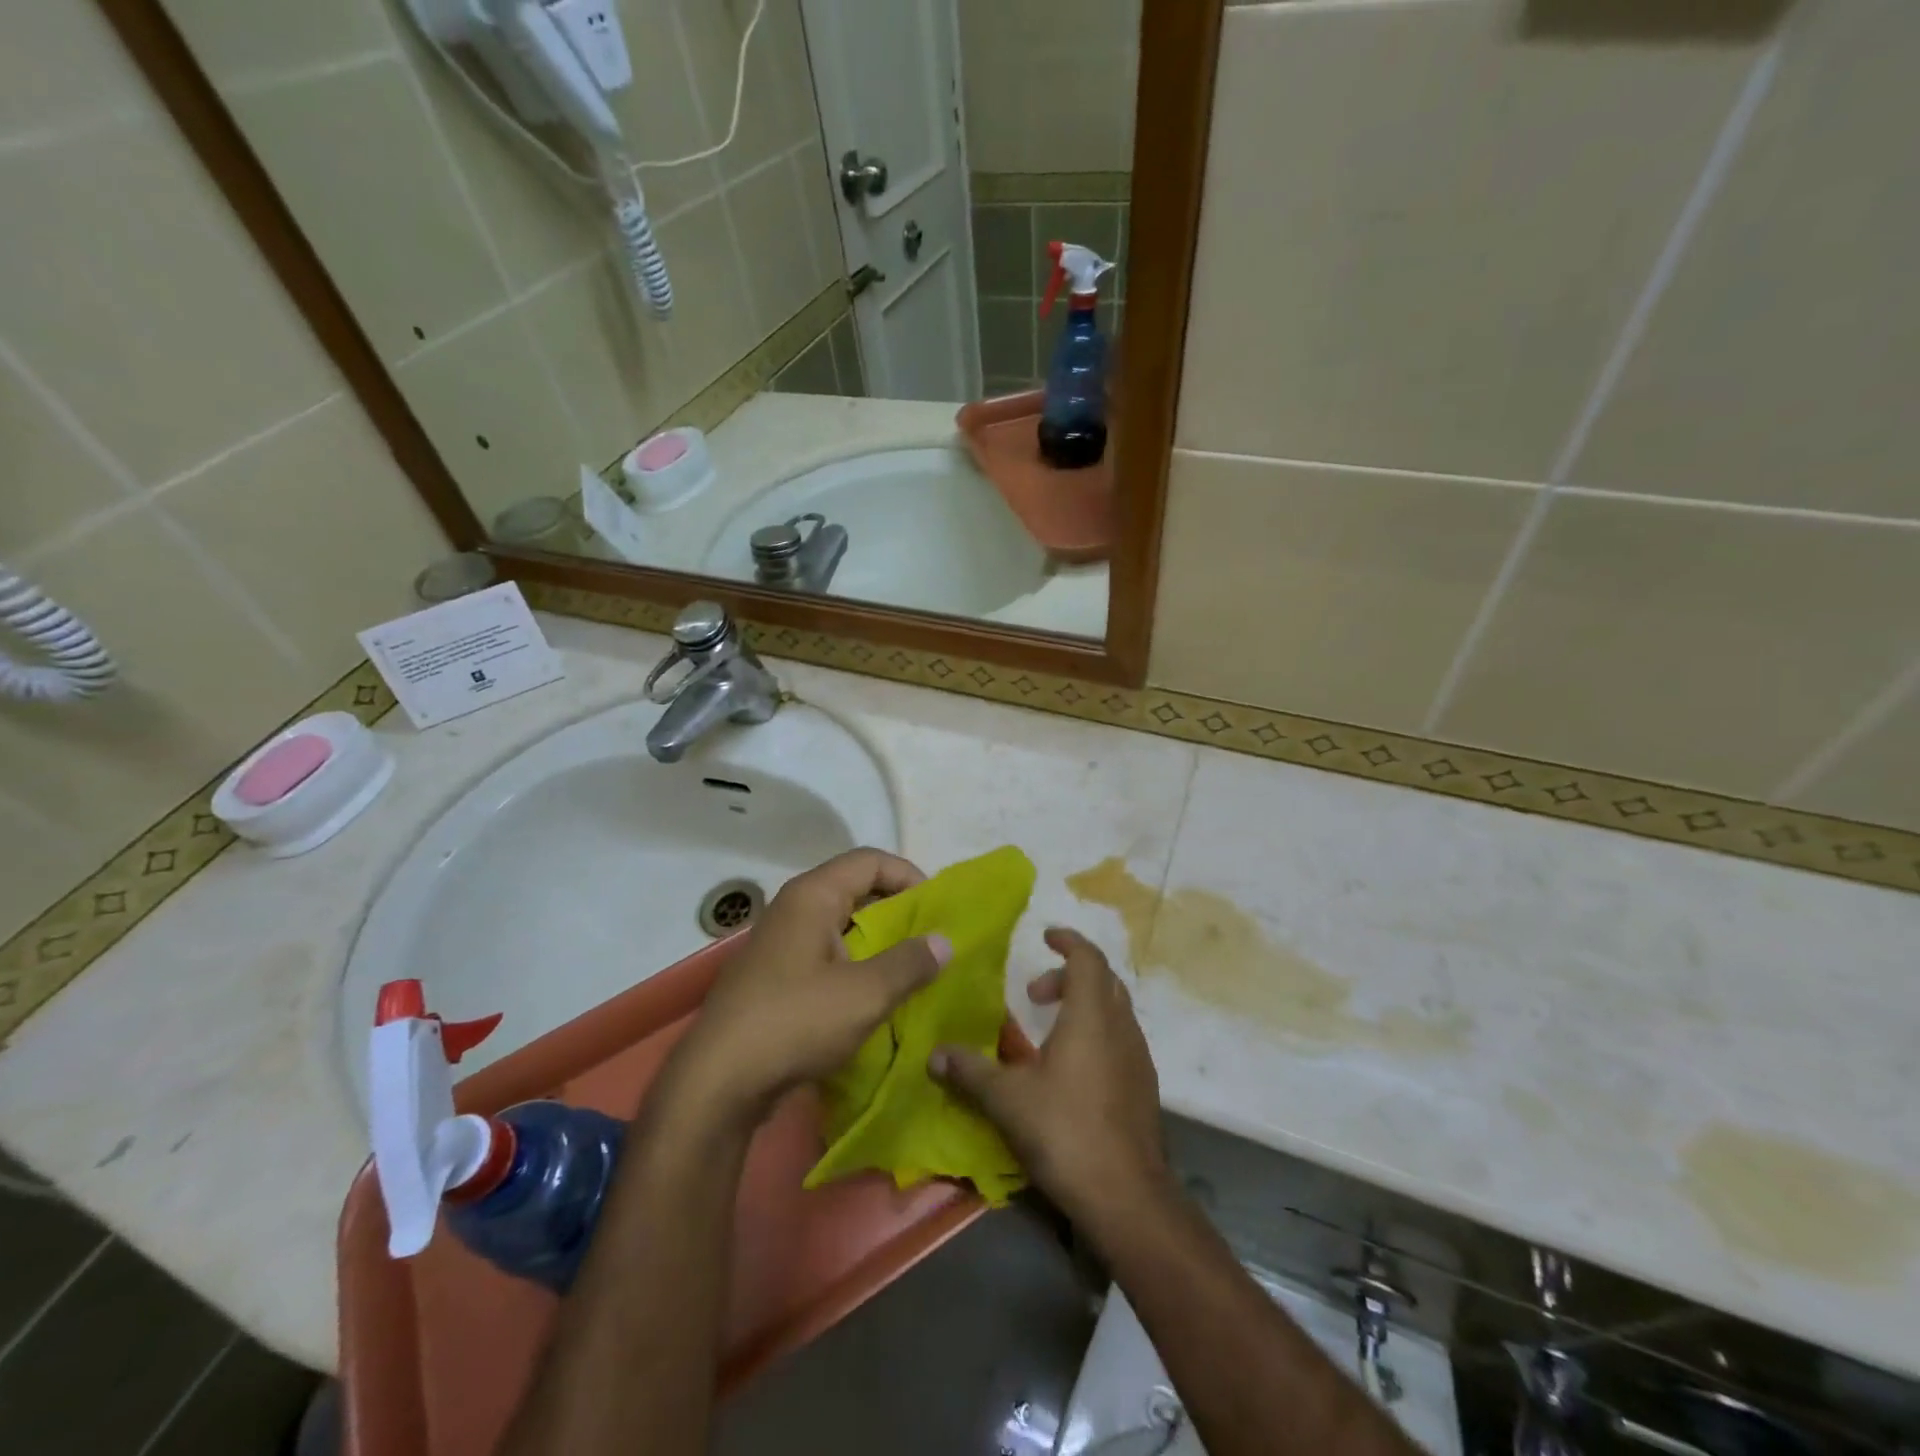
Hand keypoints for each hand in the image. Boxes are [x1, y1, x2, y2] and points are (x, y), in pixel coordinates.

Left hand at [666, 848, 950, 1125]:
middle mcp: (793, 908)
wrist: (717, 1083)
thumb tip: (943, 941)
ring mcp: (780, 943)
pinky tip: (874, 997)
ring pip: (841, 926)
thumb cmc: (794, 1022)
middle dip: (897, 910)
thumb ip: (909, 963)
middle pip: (855, 889)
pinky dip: (854, 965)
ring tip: (911, 969)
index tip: (938, 909)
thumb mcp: (865, 994)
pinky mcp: (774, 977)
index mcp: (812, 896)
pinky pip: (825, 955)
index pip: (871, 861)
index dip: (910, 876)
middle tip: (931, 939)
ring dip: (877, 942)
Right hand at [931, 927, 1164, 1223]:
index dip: (1068, 940)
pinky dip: (1096, 1033)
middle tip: (1035, 993)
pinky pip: (1120, 1039)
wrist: (1127, 1196)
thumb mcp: (1007, 1099)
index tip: (1046, 936)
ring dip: (1083, 1005)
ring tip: (1048, 1030)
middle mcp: (1121, 1028)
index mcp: (1091, 1016)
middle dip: (1069, 976)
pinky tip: (1070, 1068)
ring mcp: (1138, 1058)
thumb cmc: (1065, 1131)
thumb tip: (933, 1054)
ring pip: (1114, 1010)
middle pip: (1103, 980)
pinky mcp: (1144, 1088)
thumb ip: (970, 1071)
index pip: (1088, 958)